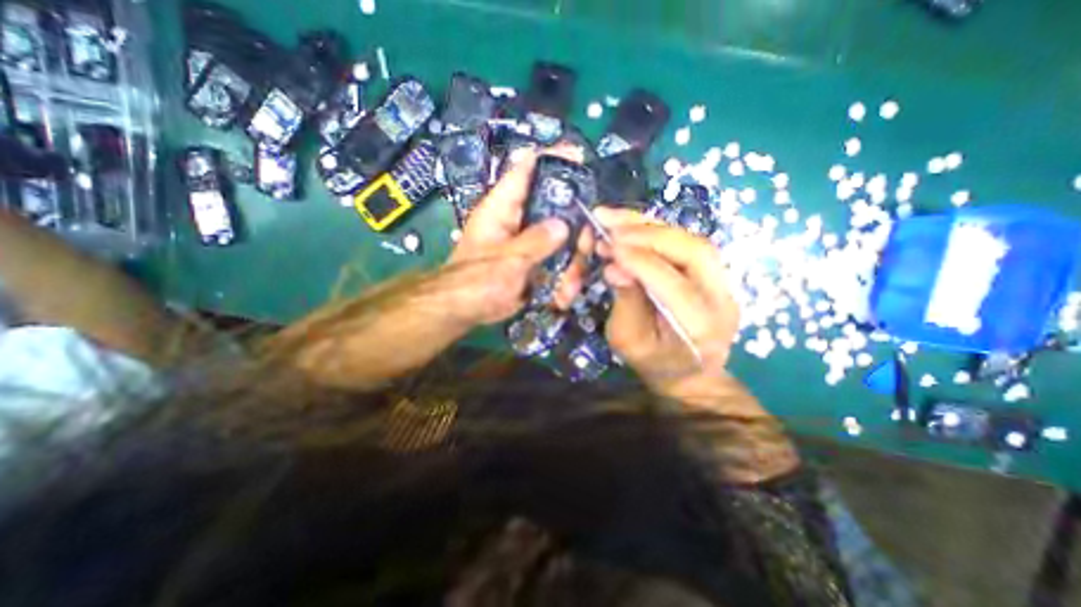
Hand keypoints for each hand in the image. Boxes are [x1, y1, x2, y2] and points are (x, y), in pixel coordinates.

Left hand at [446, 145, 590, 326]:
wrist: (466, 309)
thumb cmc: (476, 281)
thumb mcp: (506, 261)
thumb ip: (535, 242)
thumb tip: (563, 226)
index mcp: (504, 208)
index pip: (526, 169)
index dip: (552, 157)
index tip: (579, 157)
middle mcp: (520, 220)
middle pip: (558, 209)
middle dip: (575, 229)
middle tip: (584, 247)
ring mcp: (530, 243)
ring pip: (564, 241)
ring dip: (573, 264)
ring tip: (567, 288)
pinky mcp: (536, 263)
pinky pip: (560, 263)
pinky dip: (565, 281)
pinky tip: (561, 298)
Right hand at [595, 207, 740, 402]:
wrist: (691, 374)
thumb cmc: (655, 363)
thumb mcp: (629, 342)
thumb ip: (624, 304)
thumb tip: (614, 267)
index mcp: (700, 327)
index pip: (672, 284)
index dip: (640, 261)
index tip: (608, 245)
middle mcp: (722, 299)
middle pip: (693, 251)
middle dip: (647, 233)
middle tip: (609, 224)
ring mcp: (724, 283)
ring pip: (692, 240)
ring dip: (650, 226)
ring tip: (614, 218)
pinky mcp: (715, 273)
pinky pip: (687, 242)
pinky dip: (657, 231)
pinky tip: (632, 225)